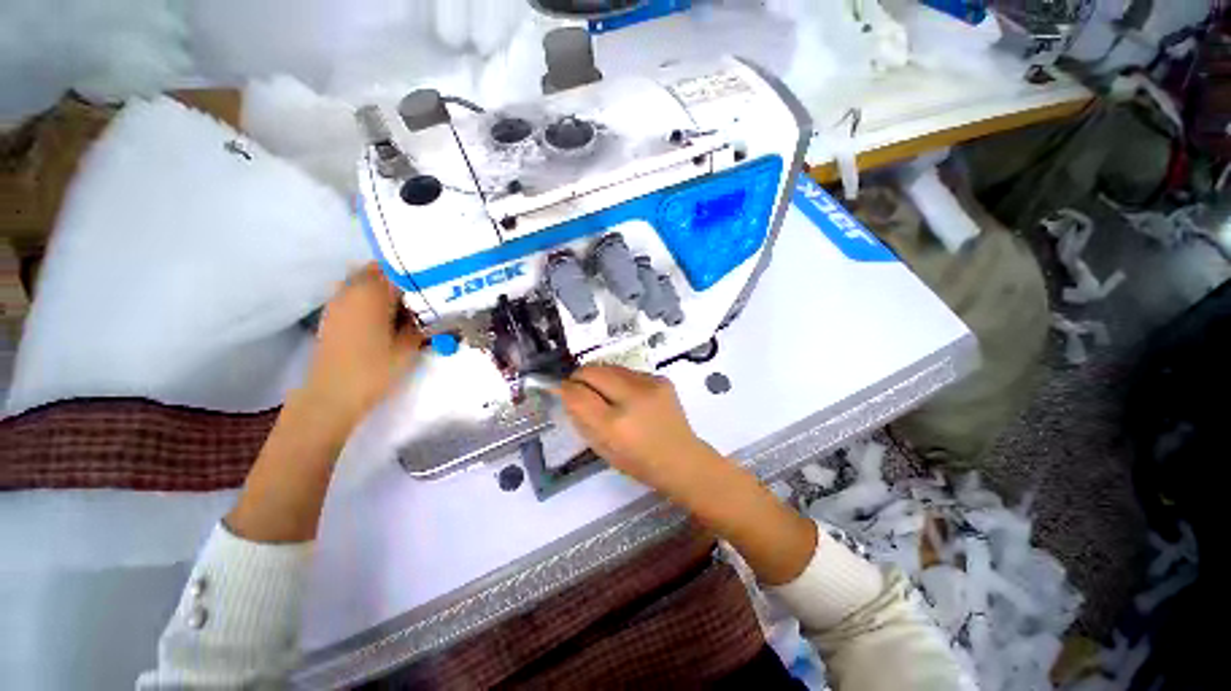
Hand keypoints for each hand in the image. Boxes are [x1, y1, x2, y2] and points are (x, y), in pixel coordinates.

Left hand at [300, 263, 423, 430]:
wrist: (332, 394)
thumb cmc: (374, 369)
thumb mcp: (409, 347)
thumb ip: (422, 324)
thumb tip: (435, 312)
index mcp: (372, 293)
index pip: (399, 270)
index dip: (420, 274)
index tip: (437, 282)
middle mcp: (352, 289)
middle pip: (379, 270)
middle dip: (402, 277)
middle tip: (425, 292)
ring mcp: (339, 301)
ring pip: (364, 280)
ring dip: (385, 286)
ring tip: (408, 302)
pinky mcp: (333, 314)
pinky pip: (354, 293)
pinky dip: (371, 296)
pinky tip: (387, 314)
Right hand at [560, 364, 815, 584]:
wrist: (683, 459)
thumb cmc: (640, 463)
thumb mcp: (603, 449)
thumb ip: (582, 419)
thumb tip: (567, 393)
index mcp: (615, 425)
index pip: (577, 394)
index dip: (563, 388)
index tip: (558, 389)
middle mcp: (632, 398)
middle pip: (592, 371)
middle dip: (579, 377)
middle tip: (577, 387)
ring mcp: (650, 384)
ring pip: (609, 366)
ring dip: (599, 376)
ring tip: (602, 392)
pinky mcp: (661, 378)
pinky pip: (627, 371)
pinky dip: (618, 379)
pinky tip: (626, 395)